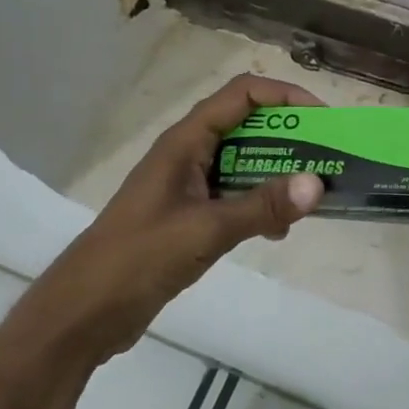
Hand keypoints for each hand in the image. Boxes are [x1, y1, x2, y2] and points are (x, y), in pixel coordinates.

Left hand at [8, 74, 326, 367]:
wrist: (82, 314)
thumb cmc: (138, 258)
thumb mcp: (205, 230)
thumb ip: (262, 206)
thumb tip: (317, 185)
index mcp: (186, 141)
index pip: (242, 94)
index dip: (284, 96)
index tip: (321, 120)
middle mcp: (189, 153)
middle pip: (247, 124)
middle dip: (289, 136)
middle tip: (326, 157)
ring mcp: (188, 184)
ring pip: (244, 161)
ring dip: (278, 171)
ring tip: (311, 192)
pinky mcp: (189, 214)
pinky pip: (235, 195)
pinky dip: (260, 203)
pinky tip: (278, 232)